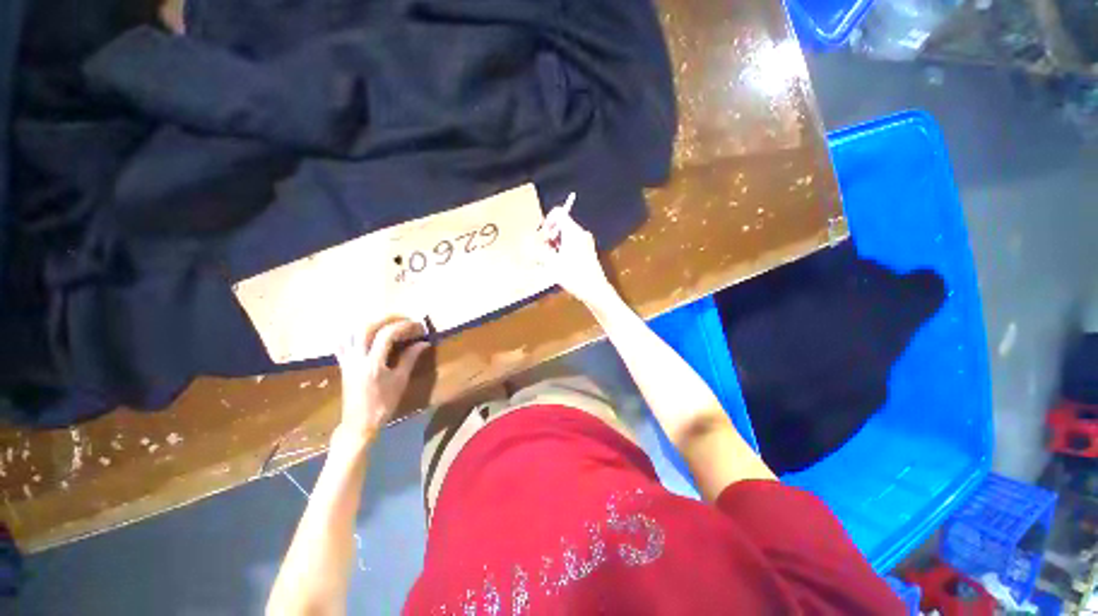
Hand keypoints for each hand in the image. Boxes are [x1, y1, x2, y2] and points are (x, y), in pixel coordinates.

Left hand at [335, 316, 429, 441]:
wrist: (359, 423)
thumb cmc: (383, 404)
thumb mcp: (400, 381)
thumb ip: (410, 358)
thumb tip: (423, 343)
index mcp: (373, 363)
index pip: (386, 335)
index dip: (403, 326)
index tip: (417, 326)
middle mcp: (357, 358)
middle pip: (367, 327)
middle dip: (387, 319)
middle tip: (404, 319)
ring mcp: (347, 360)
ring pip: (352, 332)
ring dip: (371, 323)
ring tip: (387, 324)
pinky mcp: (343, 364)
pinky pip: (343, 343)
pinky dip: (353, 334)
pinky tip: (364, 334)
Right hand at [535, 206, 615, 307]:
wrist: (594, 290)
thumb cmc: (574, 276)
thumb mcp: (552, 264)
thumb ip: (539, 251)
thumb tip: (529, 242)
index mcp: (573, 232)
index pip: (559, 213)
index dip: (547, 221)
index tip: (543, 236)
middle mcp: (581, 233)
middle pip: (561, 225)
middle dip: (549, 237)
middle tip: (544, 251)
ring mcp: (585, 242)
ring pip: (565, 236)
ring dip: (555, 245)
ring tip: (550, 261)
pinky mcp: (587, 251)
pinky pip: (571, 244)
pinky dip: (562, 250)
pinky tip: (558, 264)